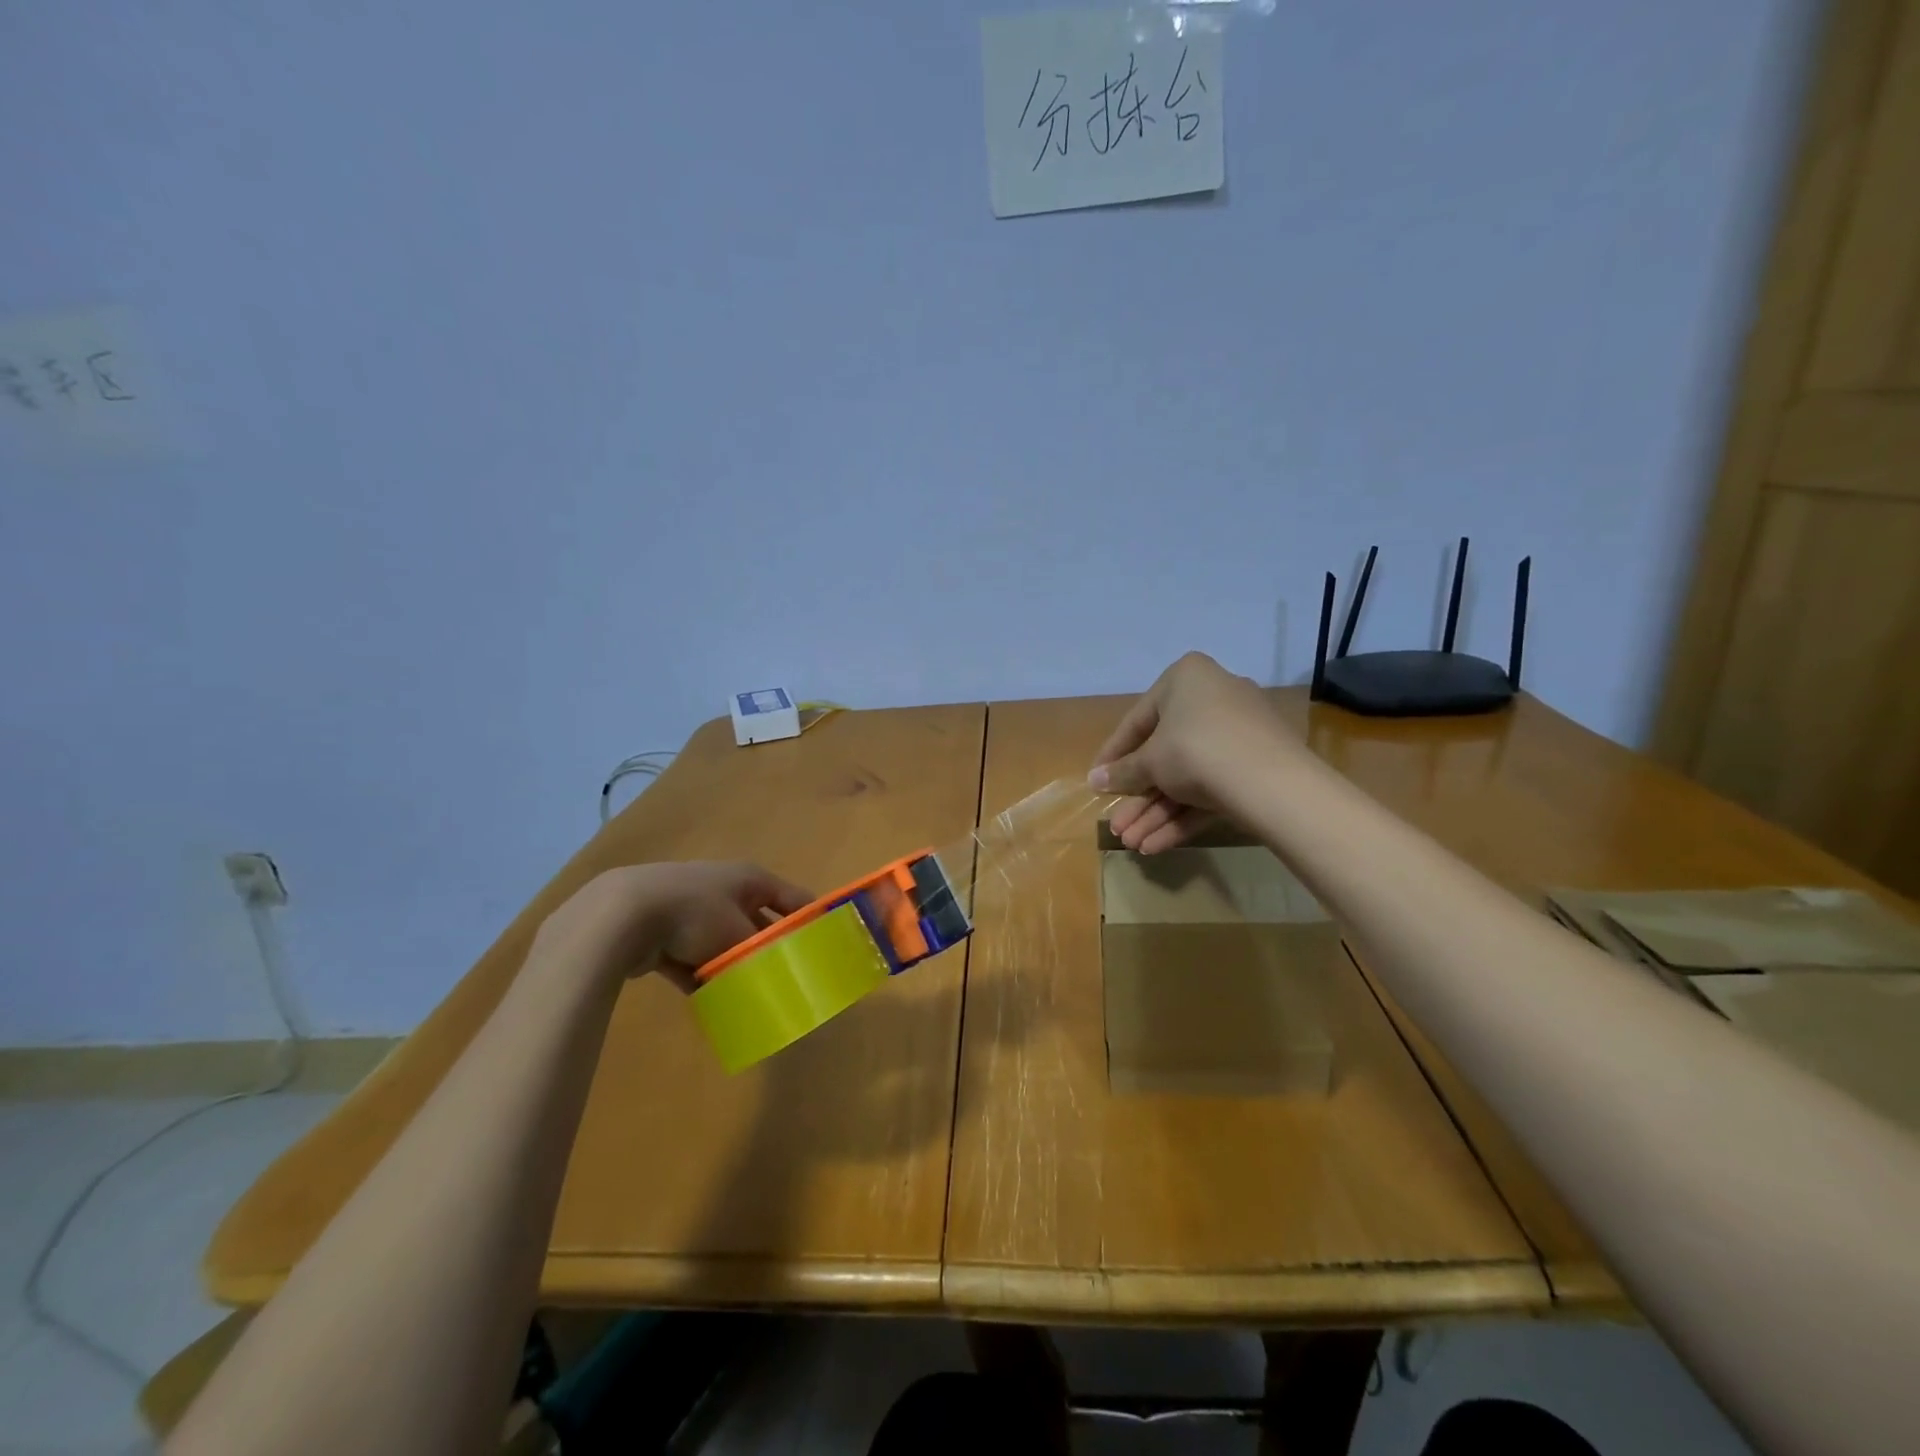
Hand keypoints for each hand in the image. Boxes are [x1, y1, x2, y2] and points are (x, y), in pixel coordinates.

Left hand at [536, 861, 811, 990]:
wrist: (624, 915)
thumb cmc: (695, 914)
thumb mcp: (739, 934)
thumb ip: (760, 951)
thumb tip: (777, 970)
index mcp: (748, 879)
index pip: (791, 896)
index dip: (810, 918)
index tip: (825, 945)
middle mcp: (723, 887)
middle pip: (756, 920)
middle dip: (768, 948)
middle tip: (786, 977)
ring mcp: (690, 907)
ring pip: (722, 941)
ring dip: (732, 965)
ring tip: (749, 993)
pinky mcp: (662, 931)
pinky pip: (691, 958)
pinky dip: (700, 976)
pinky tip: (711, 1001)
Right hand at [1089, 652, 1292, 853]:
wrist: (1270, 782)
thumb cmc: (1194, 751)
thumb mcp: (1150, 762)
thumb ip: (1122, 772)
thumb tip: (1093, 780)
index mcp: (1187, 679)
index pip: (1138, 720)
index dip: (1113, 755)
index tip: (1096, 781)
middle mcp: (1214, 699)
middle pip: (1164, 754)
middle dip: (1138, 798)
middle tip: (1116, 826)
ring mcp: (1239, 734)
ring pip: (1187, 777)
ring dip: (1156, 813)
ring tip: (1132, 844)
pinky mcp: (1257, 767)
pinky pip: (1211, 788)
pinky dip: (1184, 815)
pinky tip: (1157, 845)